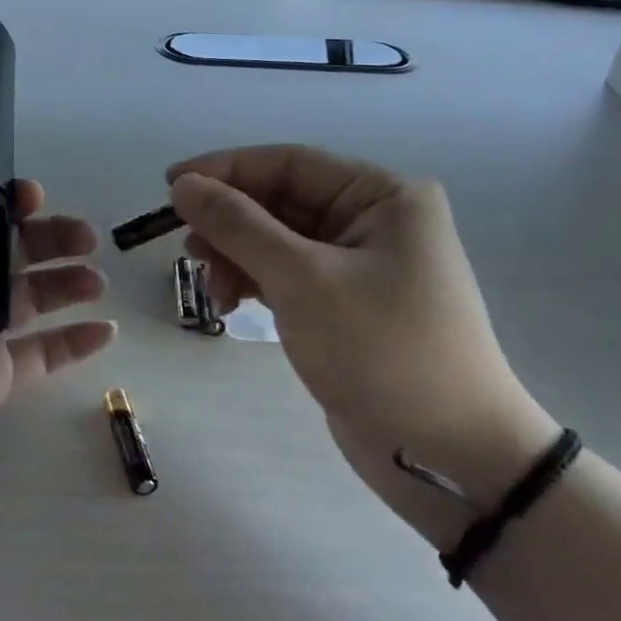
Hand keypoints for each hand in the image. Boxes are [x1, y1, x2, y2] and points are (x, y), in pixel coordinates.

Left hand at [0, 117, 115, 521]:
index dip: (9, 199)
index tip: (35, 197)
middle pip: (12, 251)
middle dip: (52, 237)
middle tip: (86, 239)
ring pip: (33, 299)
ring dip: (70, 284)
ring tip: (98, 282)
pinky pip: (42, 355)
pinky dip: (75, 342)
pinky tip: (105, 330)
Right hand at [168, 147, 555, 548]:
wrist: (450, 457)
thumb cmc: (382, 351)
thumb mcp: (302, 279)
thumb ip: (238, 226)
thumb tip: (183, 185)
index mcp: (382, 196)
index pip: (288, 163)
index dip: (225, 170)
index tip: (170, 187)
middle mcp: (374, 220)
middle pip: (280, 200)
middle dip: (229, 222)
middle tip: (187, 249)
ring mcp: (360, 265)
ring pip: (277, 240)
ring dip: (236, 256)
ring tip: (210, 286)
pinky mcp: (345, 305)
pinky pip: (286, 275)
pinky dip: (253, 282)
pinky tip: (229, 304)